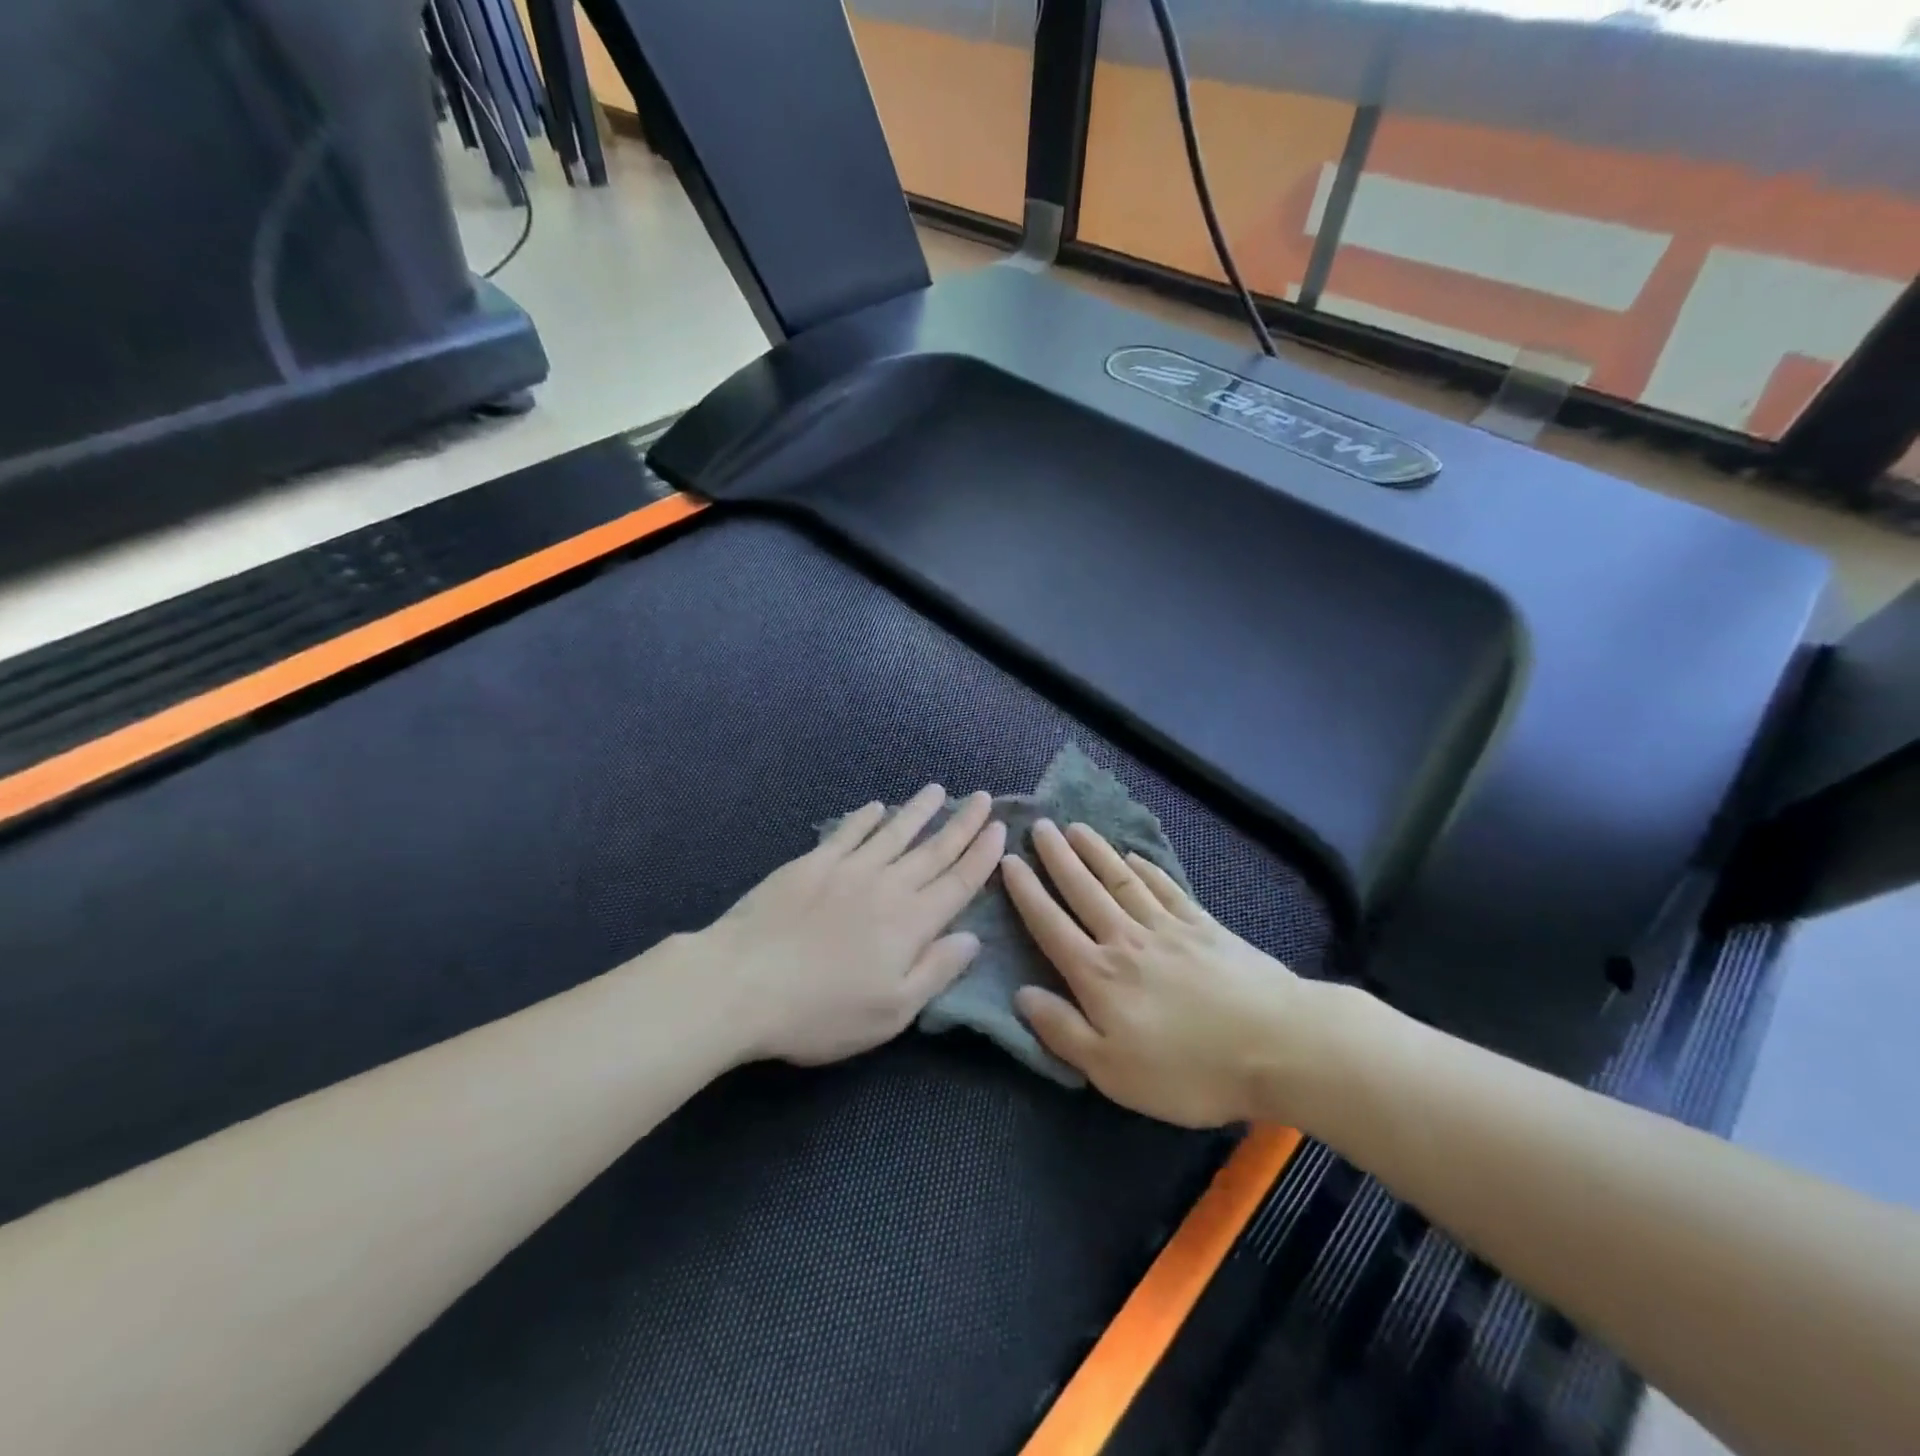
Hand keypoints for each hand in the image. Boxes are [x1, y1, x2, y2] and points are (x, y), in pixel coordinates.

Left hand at [702, 785, 1005, 1065]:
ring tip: (938, 790)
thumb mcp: (892, 1011)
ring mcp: (847, 869)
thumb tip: (972, 938)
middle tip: (983, 797)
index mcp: (912, 922)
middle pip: (934, 849)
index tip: (999, 829)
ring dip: (919, 811)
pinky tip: (875, 808)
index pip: (958, 882)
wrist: (742, 983)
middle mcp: (887, 885)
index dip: (982, 856)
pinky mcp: (811, 864)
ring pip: (894, 832)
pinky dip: (865, 819)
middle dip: (963, 823)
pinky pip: (847, 833)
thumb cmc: (822, 1011)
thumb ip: (936, 970)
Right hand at [1005, 820, 1307, 1127]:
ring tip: (1076, 828)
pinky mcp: (1204, 925)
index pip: (1051, 925)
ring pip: (1121, 880)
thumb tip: (1021, 994)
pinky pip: (1165, 888)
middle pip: (1084, 890)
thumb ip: (1063, 1030)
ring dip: (1096, 852)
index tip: (1009, 860)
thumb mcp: (1112, 1070)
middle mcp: (1126, 939)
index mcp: (1098, 975)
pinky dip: (1147, 869)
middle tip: (1040, 826)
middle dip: (1057, 857)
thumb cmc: (1188, 1069)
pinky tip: (1134, 856)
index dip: (1027, 892)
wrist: (1278, 1045)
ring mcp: (1168, 927)